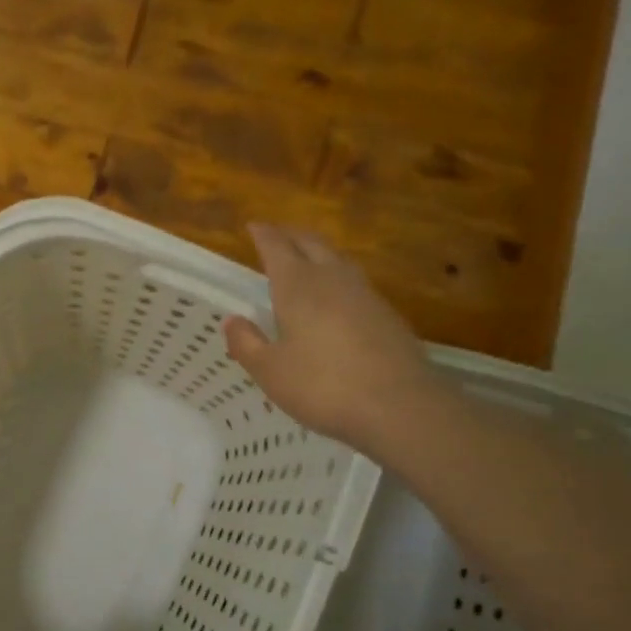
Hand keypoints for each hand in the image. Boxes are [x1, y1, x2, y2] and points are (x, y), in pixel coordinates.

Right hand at [224, 223, 441, 455]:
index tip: (253, 225)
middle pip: (312, 243)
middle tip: (277, 234)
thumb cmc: (322, 386)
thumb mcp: (270, 371)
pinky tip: (336, 297)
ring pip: (338, 259)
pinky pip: (355, 283)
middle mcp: (332, 279)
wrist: (398, 405)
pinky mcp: (387, 315)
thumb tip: (232, 321)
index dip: (264, 234)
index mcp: (298, 286)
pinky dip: (338, 278)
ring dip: (318, 252)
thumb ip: (246, 343)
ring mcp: (365, 294)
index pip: (277, 247)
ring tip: (306, 258)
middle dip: (292, 235)